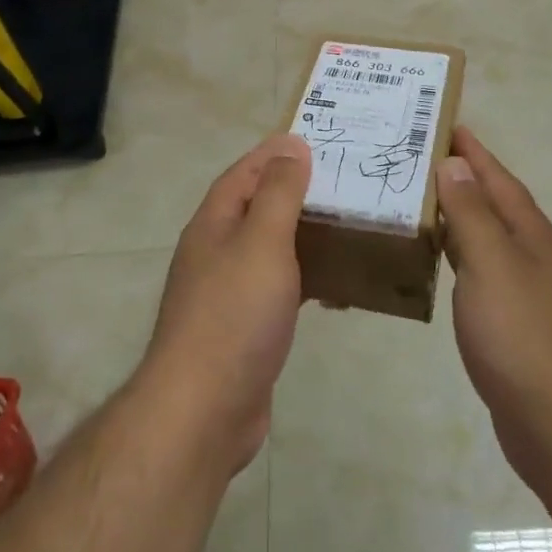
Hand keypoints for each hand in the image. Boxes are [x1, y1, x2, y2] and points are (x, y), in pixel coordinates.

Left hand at [137, 134, 311, 475]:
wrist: (203, 410)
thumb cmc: (234, 313)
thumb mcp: (262, 241)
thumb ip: (278, 192)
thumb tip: (290, 146)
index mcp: (214, 224)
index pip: (244, 173)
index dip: (275, 154)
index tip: (314, 140)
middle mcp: (216, 252)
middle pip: (257, 209)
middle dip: (296, 194)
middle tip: (343, 184)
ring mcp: (228, 293)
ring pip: (271, 251)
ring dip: (304, 238)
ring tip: (347, 230)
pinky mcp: (244, 330)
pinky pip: (280, 290)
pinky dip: (307, 281)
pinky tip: (335, 291)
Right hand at [437, 127, 551, 493]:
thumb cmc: (523, 335)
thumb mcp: (491, 263)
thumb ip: (472, 212)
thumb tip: (455, 161)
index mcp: (529, 232)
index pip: (496, 176)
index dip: (471, 149)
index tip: (442, 122)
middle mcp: (530, 254)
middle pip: (491, 203)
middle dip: (459, 177)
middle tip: (413, 159)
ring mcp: (523, 290)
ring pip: (483, 238)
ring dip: (454, 217)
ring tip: (415, 202)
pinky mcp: (511, 324)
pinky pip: (477, 272)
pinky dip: (455, 257)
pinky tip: (434, 264)